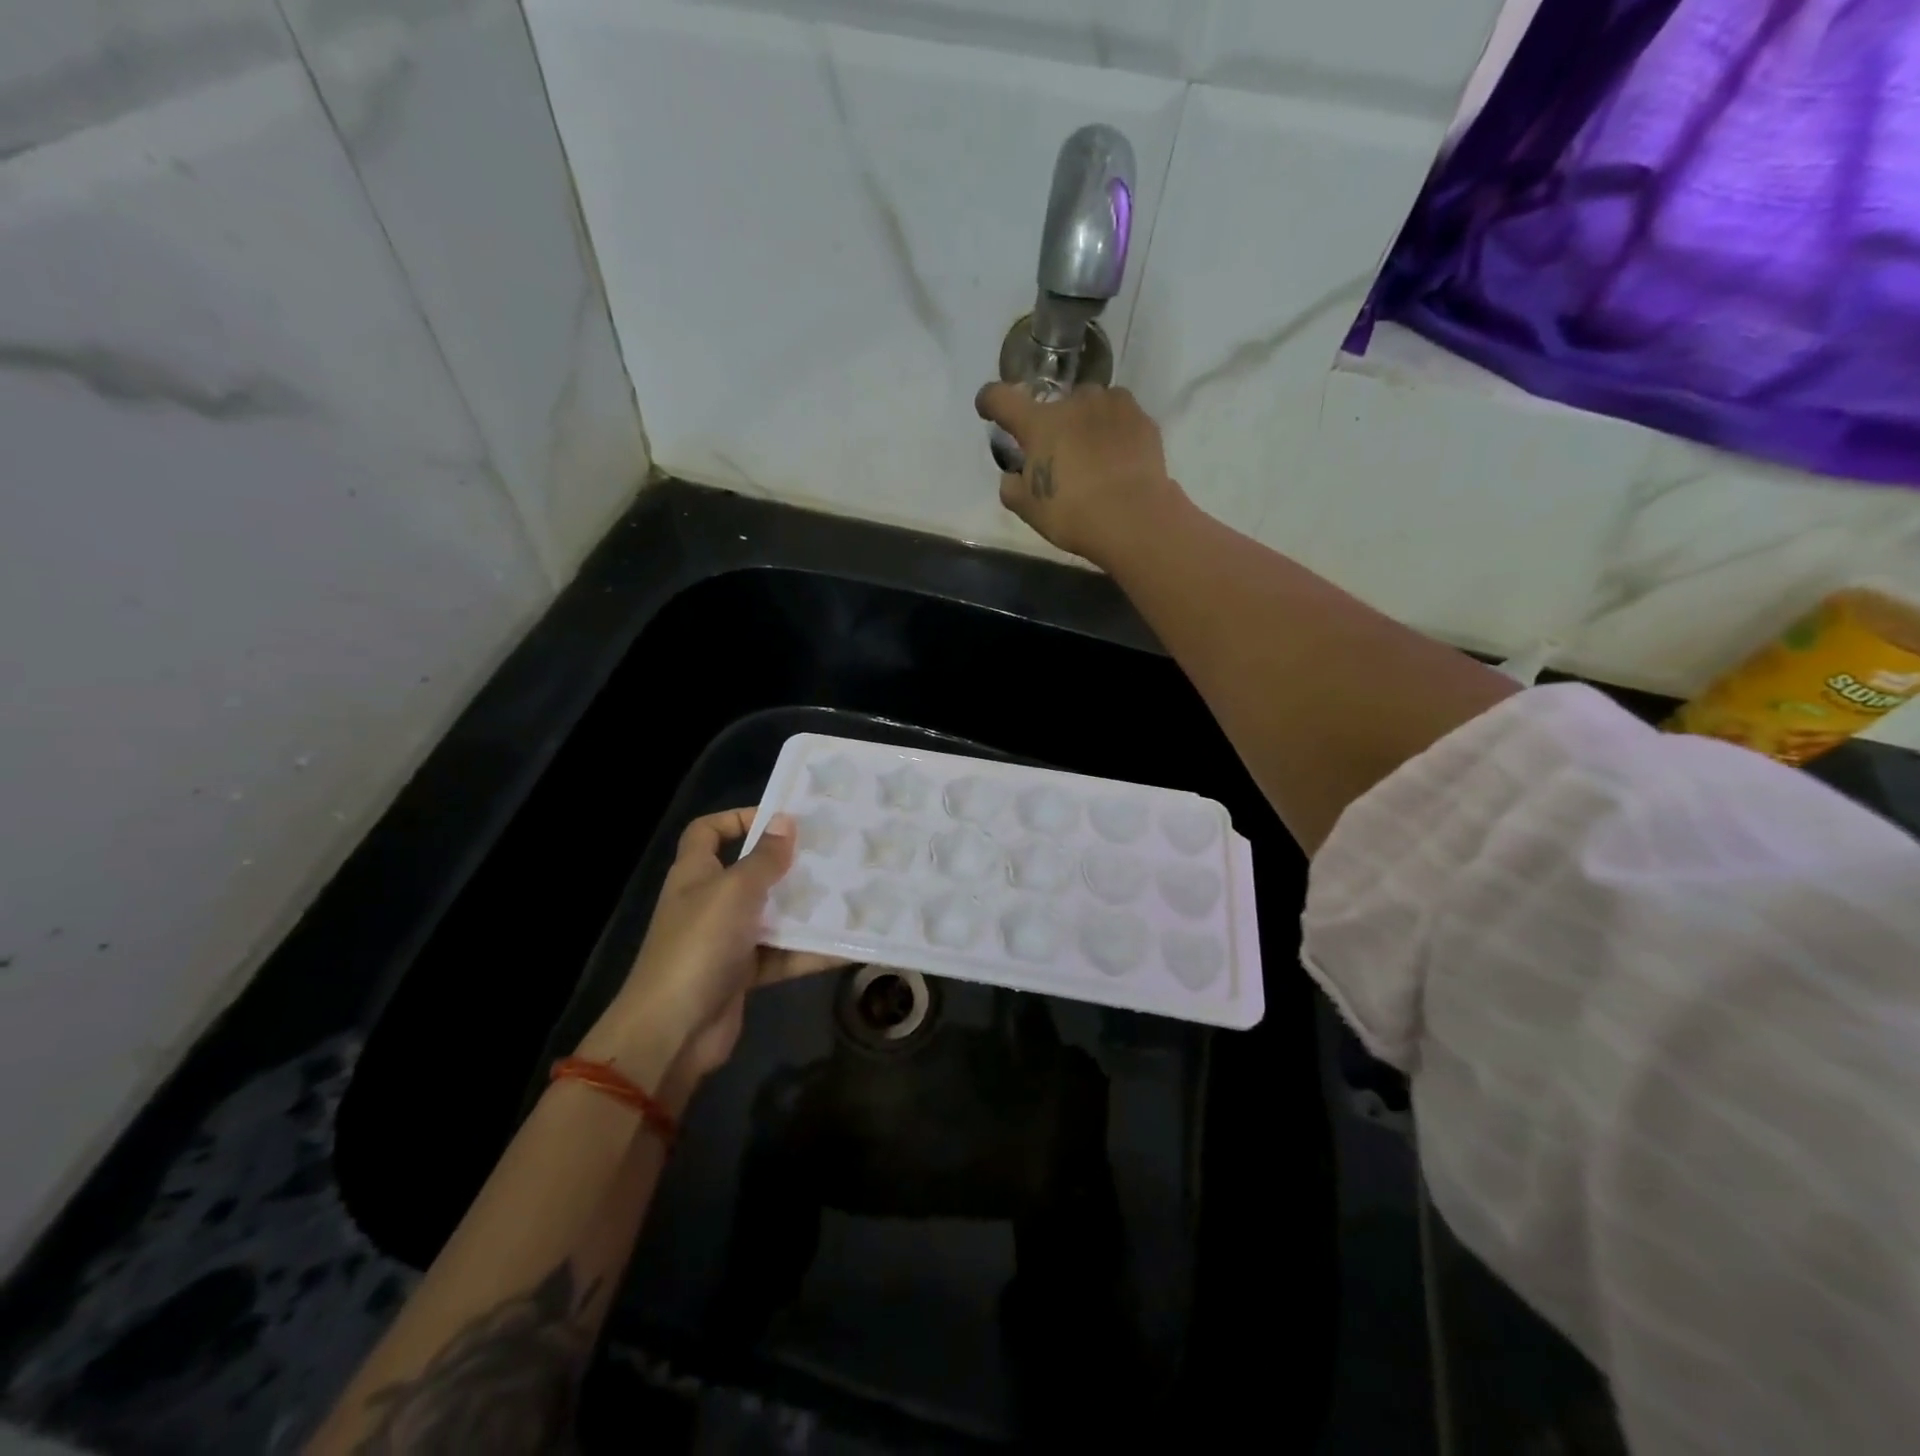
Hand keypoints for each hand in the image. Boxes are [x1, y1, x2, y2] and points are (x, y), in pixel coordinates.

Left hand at [574, 809, 840, 1102]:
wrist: (673, 1031)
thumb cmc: (699, 945)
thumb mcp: (735, 891)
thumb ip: (764, 858)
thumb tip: (785, 821)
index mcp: (696, 873)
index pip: (708, 832)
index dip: (737, 818)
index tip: (780, 818)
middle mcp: (710, 902)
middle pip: (751, 871)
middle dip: (789, 864)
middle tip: (833, 853)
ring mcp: (727, 940)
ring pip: (773, 914)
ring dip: (807, 908)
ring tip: (852, 893)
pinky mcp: (744, 973)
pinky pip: (784, 954)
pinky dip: (811, 950)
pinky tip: (849, 943)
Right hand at [974, 381, 1181, 566]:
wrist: (1134, 518)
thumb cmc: (1072, 514)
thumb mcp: (1029, 509)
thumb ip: (1012, 487)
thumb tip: (1013, 476)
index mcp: (1039, 423)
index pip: (1002, 398)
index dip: (990, 401)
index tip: (988, 408)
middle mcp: (1075, 402)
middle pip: (1054, 404)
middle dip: (1052, 424)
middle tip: (1058, 456)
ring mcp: (1112, 405)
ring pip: (1091, 404)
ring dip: (1085, 421)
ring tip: (1092, 453)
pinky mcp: (1142, 419)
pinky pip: (1120, 417)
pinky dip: (1114, 431)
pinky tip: (1117, 457)